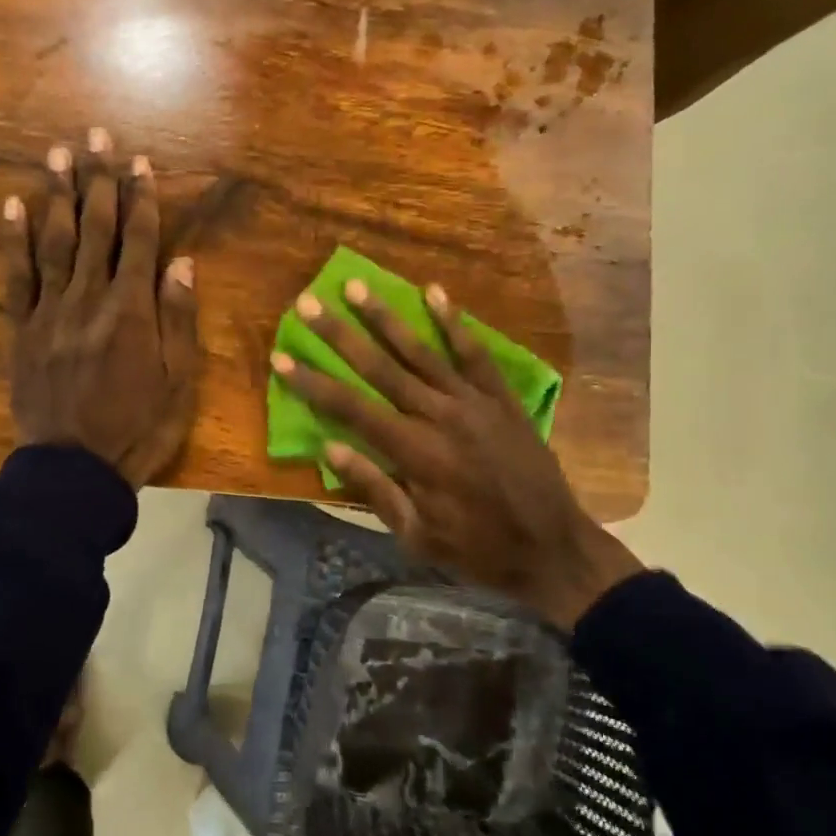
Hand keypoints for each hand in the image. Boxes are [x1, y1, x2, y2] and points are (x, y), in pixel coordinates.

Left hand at [5, 127, 199, 487]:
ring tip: (58, 154)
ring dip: (58, 195)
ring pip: (54, 242)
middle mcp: (90, 299)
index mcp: (132, 311)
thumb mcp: (179, 382)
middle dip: (99, 181)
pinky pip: (16, 277)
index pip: (141, 242)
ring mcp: (50, 312)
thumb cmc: (139, 428)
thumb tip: (182, 263)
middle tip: (96, 136)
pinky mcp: (21, 330)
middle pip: (96, 230)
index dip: (142, 199)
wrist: (75, 469)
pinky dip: (14, 240)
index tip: (140, 163)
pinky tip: (13, 207)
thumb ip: (179, 319)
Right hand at [271, 282, 641, 628]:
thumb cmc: (478, 549)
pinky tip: (434, 292)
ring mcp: (474, 402)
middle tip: (308, 302)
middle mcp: (439, 416)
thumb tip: (330, 449)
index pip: (351, 409)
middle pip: (380, 368)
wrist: (552, 547)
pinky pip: (475, 353)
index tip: (282, 356)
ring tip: (356, 286)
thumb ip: (375, 489)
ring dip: (386, 318)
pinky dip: (454, 322)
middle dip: (340, 334)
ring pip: (422, 351)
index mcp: (414, 453)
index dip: (313, 383)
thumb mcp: (417, 536)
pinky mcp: (501, 398)